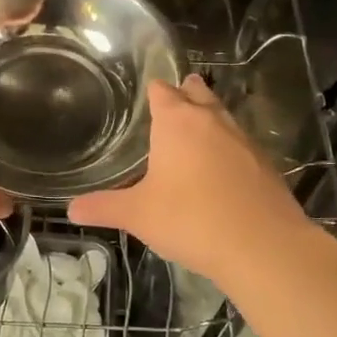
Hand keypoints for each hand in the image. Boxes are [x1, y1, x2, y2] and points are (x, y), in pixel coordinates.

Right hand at [68, 74, 311, 282]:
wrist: (263, 246)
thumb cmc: (191, 220)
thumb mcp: (138, 215)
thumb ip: (104, 207)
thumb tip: (71, 209)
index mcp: (177, 122)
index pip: (162, 91)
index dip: (152, 91)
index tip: (144, 95)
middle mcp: (211, 121)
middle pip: (197, 93)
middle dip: (185, 93)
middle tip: (172, 102)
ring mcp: (243, 140)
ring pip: (223, 116)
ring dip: (209, 119)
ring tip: (195, 132)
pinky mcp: (266, 163)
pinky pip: (241, 144)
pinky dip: (229, 148)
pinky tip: (222, 169)